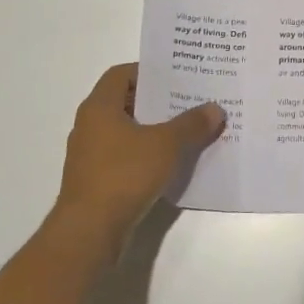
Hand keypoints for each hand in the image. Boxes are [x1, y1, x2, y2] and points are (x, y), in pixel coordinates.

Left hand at [53, 64, 224, 248]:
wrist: (89, 232)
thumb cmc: (124, 175)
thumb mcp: (166, 145)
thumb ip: (192, 124)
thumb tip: (215, 109)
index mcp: (99, 107)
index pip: (121, 74)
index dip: (148, 71)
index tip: (176, 76)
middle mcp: (89, 126)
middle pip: (125, 102)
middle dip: (157, 101)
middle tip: (190, 100)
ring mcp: (89, 155)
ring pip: (126, 131)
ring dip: (153, 129)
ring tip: (187, 130)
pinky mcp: (95, 181)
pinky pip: (124, 157)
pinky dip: (146, 154)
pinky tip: (171, 162)